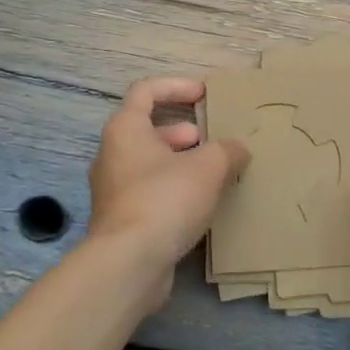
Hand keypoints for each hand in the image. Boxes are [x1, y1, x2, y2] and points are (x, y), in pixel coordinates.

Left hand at [87, 76, 249, 306]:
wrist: (128, 263)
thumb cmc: (165, 199)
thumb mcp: (208, 167)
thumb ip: (227, 151)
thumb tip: (237, 150)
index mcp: (126, 129)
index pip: (146, 90)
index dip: (177, 86)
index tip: (204, 95)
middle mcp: (112, 154)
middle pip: (147, 129)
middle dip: (183, 131)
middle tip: (211, 142)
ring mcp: (112, 190)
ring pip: (149, 164)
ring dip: (180, 163)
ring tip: (213, 175)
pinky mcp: (120, 221)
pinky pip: (149, 193)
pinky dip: (173, 190)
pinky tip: (200, 206)